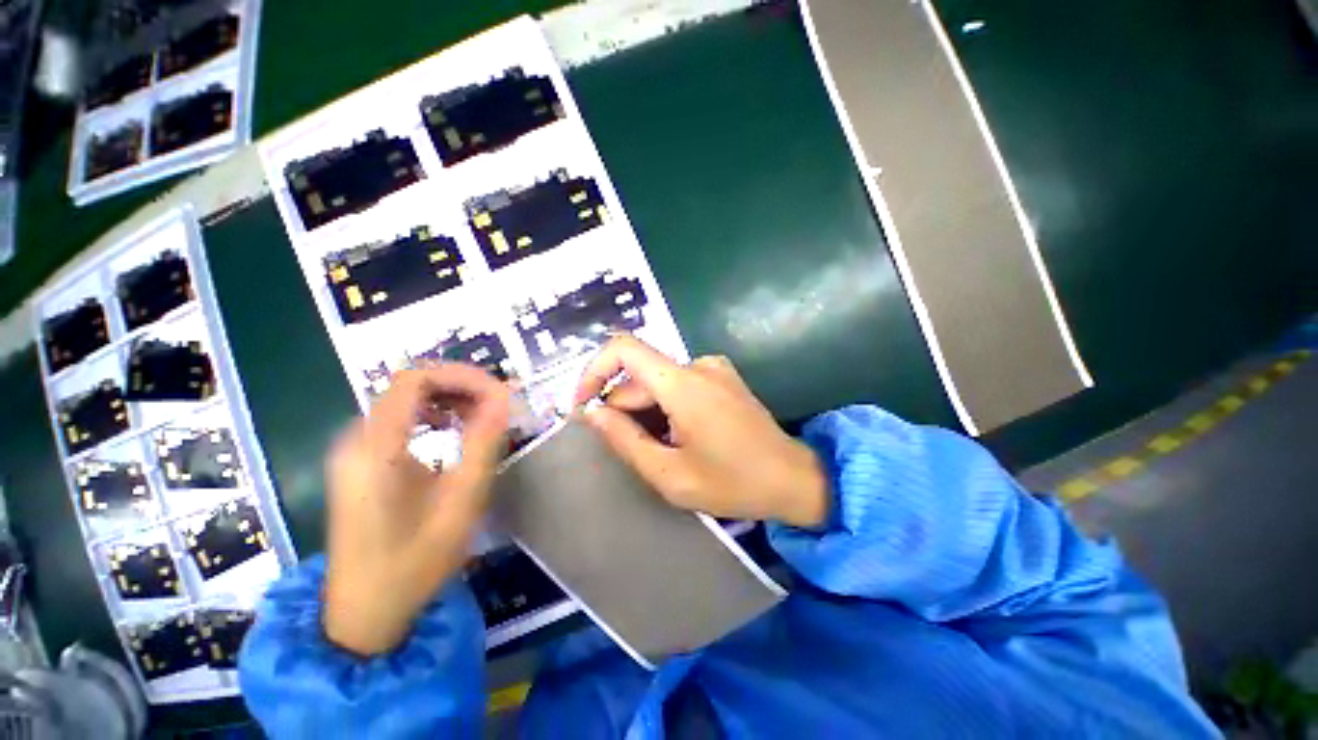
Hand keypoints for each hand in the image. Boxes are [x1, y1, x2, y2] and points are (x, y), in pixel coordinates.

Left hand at [322, 366, 510, 655]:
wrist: (364, 612)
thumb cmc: (414, 562)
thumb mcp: (461, 502)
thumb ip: (483, 443)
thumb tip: (504, 398)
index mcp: (375, 448)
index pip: (414, 379)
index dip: (460, 375)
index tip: (499, 391)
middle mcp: (356, 439)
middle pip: (409, 385)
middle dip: (459, 385)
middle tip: (498, 403)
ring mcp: (354, 451)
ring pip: (404, 400)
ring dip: (448, 398)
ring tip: (484, 414)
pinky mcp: (359, 463)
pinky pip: (399, 420)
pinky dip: (433, 414)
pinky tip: (455, 430)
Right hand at [574, 335, 827, 528]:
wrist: (792, 478)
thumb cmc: (733, 483)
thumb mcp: (669, 474)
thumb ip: (624, 440)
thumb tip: (591, 411)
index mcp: (683, 384)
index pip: (623, 349)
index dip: (594, 371)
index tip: (584, 405)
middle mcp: (697, 364)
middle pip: (640, 375)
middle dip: (624, 408)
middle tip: (628, 449)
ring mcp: (713, 368)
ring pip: (657, 381)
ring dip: (646, 411)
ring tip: (659, 448)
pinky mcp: (721, 376)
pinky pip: (678, 383)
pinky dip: (665, 406)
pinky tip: (678, 435)